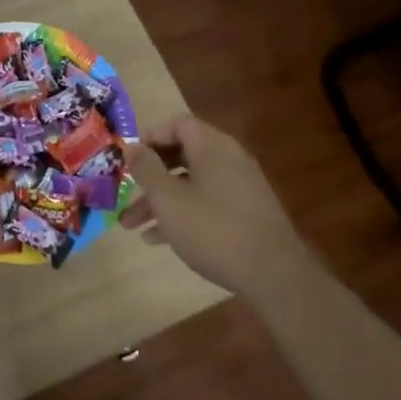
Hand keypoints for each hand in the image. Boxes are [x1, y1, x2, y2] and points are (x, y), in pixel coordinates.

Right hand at [121, 114, 309, 301]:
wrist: (274, 275)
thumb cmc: (213, 229)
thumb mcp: (168, 199)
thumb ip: (146, 169)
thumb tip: (131, 146)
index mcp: (212, 146)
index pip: (177, 124)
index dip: (150, 137)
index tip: (128, 159)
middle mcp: (228, 158)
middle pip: (181, 155)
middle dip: (149, 176)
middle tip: (125, 191)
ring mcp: (240, 187)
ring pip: (191, 184)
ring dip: (160, 201)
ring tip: (131, 226)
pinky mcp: (245, 213)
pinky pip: (206, 203)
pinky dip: (183, 214)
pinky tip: (158, 239)